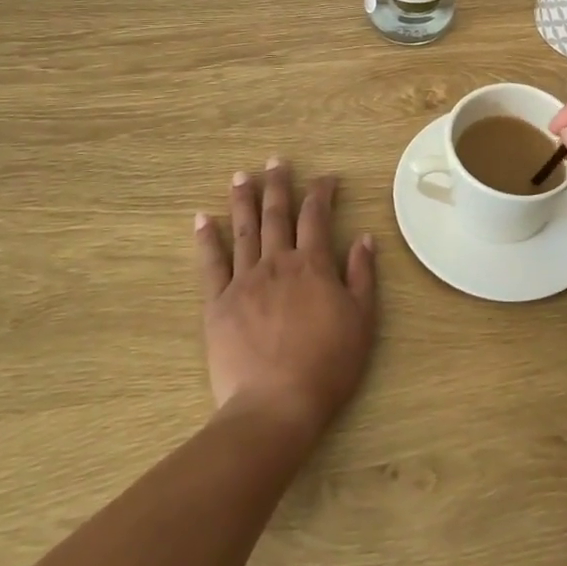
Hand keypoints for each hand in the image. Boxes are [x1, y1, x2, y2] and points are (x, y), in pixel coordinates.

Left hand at [193, 159, 376, 441]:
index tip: (326, 178)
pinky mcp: (218, 304)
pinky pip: (211, 264)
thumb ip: (362, 275)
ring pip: (244, 230)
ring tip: (241, 176)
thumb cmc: (328, 364)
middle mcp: (278, 263)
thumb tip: (365, 237)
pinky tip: (202, 219)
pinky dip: (206, 239)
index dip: (322, 192)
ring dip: (243, 200)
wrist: (277, 405)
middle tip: (275, 160)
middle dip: (278, 184)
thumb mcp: (362, 319)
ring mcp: (244, 281)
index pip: (317, 216)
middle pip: (277, 214)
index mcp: (313, 265)